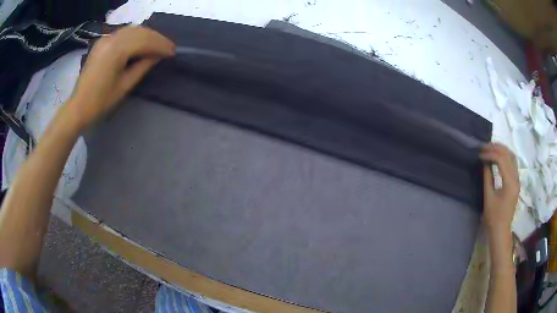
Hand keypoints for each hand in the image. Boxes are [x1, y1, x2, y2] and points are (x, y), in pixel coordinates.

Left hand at [68, 26, 174, 128]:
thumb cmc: (101, 101)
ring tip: (158, 45)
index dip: (160, 45)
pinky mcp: (102, 42)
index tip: (173, 52)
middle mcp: (111, 38)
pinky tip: (142, 42)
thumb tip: (158, 55)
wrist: (79, 107)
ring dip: (147, 35)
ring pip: (132, 30)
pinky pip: (123, 33)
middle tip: (168, 47)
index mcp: (116, 50)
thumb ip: (143, 66)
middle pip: (140, 31)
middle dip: (156, 38)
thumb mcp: (125, 85)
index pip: (145, 41)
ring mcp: (105, 38)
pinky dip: (135, 36)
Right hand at [480, 143, 519, 232]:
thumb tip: (484, 161)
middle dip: (496, 148)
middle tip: (484, 147)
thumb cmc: (493, 217)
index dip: (490, 153)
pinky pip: (512, 162)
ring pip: (512, 156)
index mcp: (510, 182)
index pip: (502, 159)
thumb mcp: (488, 197)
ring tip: (490, 148)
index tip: (480, 154)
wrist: (501, 230)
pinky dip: (505, 156)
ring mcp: (517, 179)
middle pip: (508, 154)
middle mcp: (516, 178)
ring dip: (501, 150)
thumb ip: (488, 177)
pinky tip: (497, 157)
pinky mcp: (516, 181)